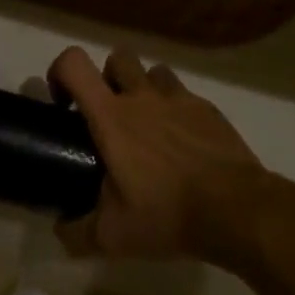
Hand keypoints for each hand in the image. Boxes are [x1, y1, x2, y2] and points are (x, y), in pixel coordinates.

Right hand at [49, 47, 268, 264]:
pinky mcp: (207, 108)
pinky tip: (182, 142)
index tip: (64, 104)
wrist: (235, 209)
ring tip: (148, 125)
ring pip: (153, 72)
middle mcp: (142, 96)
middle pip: (117, 57)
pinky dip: (176, 109)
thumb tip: (60, 229)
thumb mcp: (112, 236)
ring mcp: (179, 98)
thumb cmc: (167, 214)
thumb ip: (77, 232)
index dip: (60, 72)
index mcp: (112, 116)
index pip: (74, 64)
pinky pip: (184, 94)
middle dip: (108, 78)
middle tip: (110, 115)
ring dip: (144, 89)